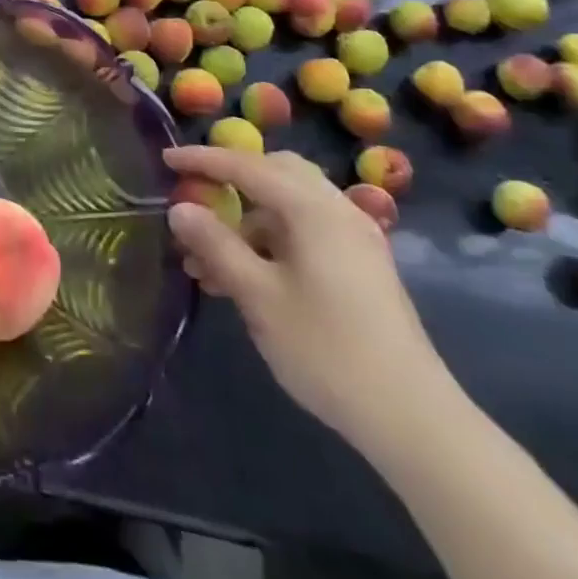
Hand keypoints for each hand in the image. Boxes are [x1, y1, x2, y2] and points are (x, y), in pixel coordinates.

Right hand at [166, 147, 458, 451]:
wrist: (413, 418)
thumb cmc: (326, 349)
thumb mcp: (258, 296)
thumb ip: (215, 245)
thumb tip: (178, 208)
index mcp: (312, 209)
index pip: (246, 166)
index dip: (202, 160)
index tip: (164, 160)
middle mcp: (337, 210)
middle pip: (276, 172)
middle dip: (231, 180)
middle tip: (194, 197)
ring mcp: (354, 238)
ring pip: (289, 206)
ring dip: (246, 220)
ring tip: (205, 261)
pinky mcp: (361, 266)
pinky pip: (306, 231)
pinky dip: (270, 240)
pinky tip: (244, 277)